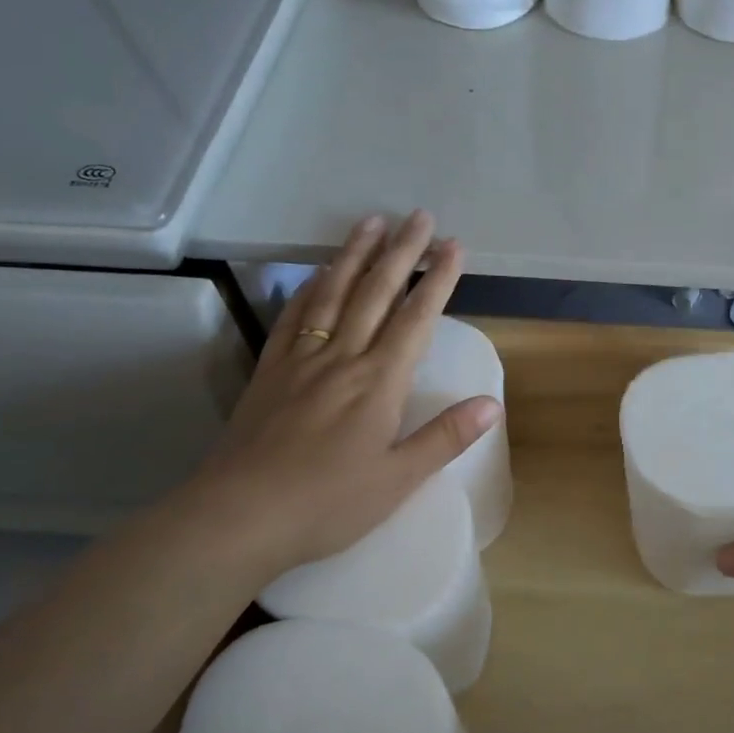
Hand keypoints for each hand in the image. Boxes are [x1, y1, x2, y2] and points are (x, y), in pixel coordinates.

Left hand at [184, 210, 500, 575]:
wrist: (240, 516)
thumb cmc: (328, 504)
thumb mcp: (398, 479)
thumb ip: (445, 437)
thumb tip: (492, 404)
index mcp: (378, 383)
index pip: (416, 319)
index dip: (438, 280)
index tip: (453, 246)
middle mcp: (342, 358)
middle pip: (376, 293)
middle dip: (402, 252)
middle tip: (420, 216)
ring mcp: (301, 360)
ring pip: (333, 294)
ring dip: (355, 255)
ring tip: (371, 222)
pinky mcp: (269, 372)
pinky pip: (294, 317)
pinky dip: (309, 288)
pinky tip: (317, 273)